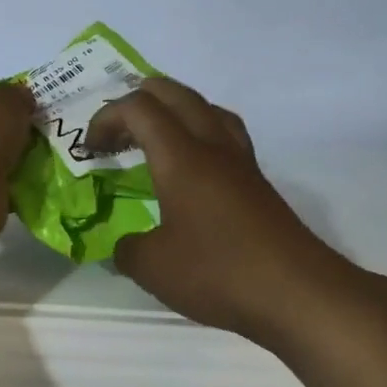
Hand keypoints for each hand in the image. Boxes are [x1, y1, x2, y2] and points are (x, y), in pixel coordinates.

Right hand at [85, 77, 363, 341]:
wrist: (296, 292)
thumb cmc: (218, 272)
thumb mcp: (153, 268)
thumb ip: (128, 250)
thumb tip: (125, 246)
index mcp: (182, 156)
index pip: (139, 108)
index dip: (107, 118)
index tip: (90, 150)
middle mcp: (214, 147)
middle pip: (176, 94)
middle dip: (139, 100)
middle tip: (117, 132)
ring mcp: (242, 164)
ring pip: (208, 110)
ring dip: (175, 113)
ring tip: (156, 140)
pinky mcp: (259, 185)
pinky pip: (226, 138)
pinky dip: (201, 137)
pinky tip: (194, 173)